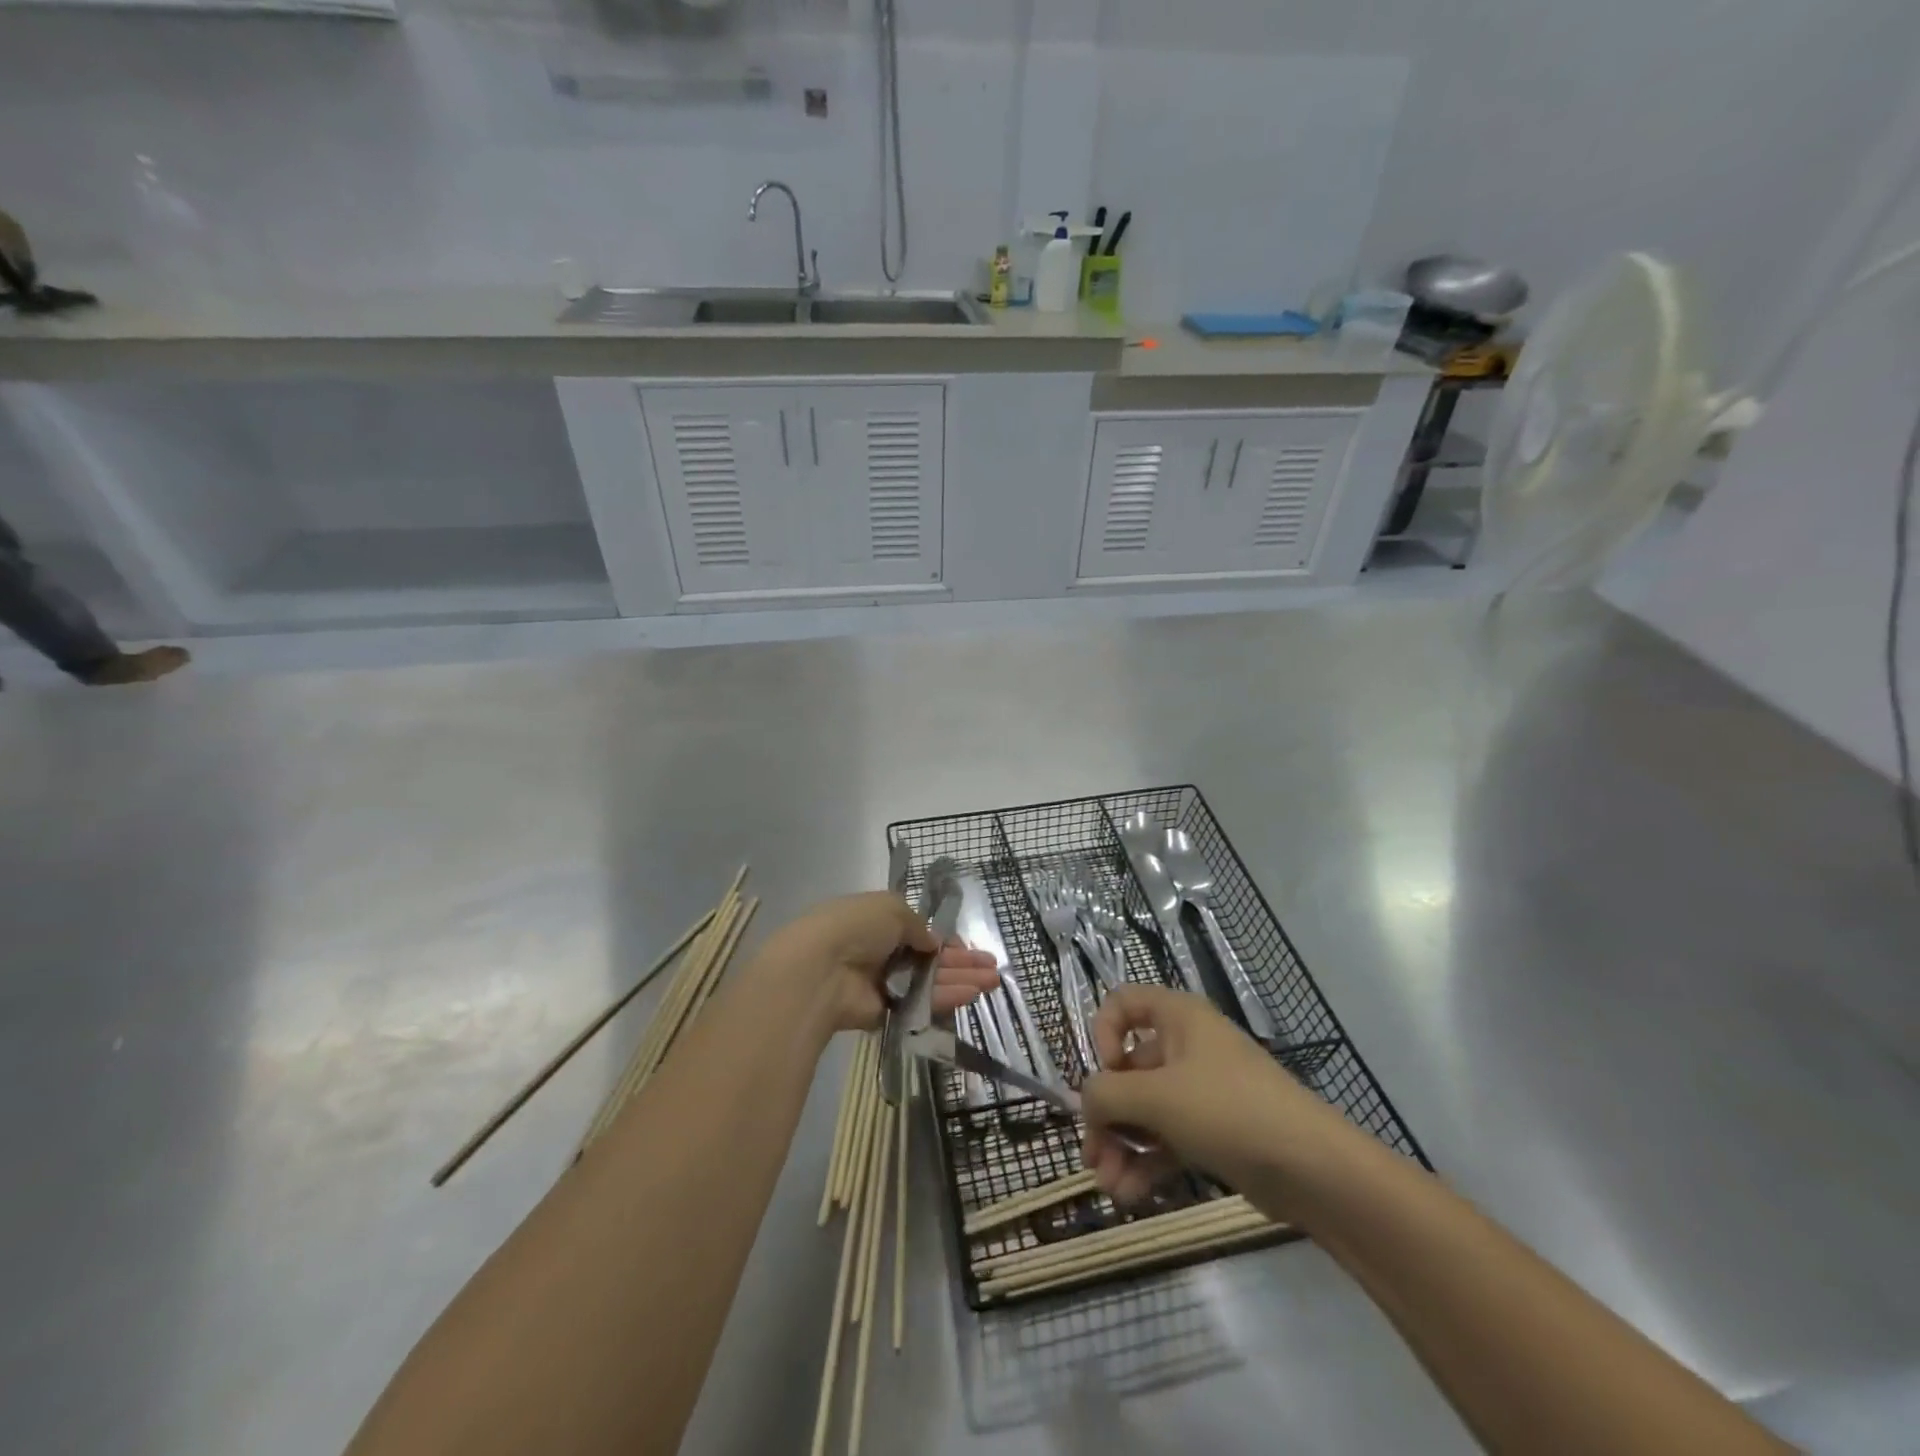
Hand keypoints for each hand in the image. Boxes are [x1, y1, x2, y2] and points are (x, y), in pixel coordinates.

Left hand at [753, 892, 999, 1036]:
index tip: (966, 945)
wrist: (820, 969)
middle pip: (929, 959)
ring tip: (993, 982)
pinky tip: (972, 994)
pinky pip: (920, 1003)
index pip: (917, 932)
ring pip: (930, 982)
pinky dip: (946, 998)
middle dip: (962, 962)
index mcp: (878, 922)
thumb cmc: (855, 927)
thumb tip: (933, 943)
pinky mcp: (885, 1011)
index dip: (943, 939)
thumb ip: (918, 925)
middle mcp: (881, 952)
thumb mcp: (892, 908)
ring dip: (962, 980)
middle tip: (992, 967)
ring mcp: (883, 983)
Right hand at [1081, 985, 1338, 1208]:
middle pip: (1127, 1070)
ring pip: (1144, 1111)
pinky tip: (1130, 1197)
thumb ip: (1107, 1095)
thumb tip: (1086, 1102)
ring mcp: (1200, 1092)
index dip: (1103, 1033)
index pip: (1122, 1003)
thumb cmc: (1229, 1110)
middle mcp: (1185, 1047)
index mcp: (1176, 1018)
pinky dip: (1146, 1164)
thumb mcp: (1158, 1097)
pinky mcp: (1212, 1133)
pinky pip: (1166, 1140)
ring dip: (1121, 1147)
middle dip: (1106, 1114)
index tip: (1106, 1072)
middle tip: (1092, 1156)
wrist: (1313, 1170)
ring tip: (1110, 1189)